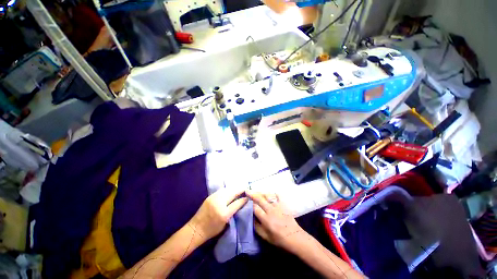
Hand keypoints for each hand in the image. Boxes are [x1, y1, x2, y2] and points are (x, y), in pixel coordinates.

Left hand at [188, 188, 247, 241]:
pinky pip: (221, 191)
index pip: (237, 203)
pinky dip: (227, 190)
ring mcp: (214, 198)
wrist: (195, 229)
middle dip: (240, 190)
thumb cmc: (211, 230)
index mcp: (224, 213)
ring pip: (227, 190)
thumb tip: (240, 203)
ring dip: (233, 189)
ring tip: (238, 189)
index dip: (244, 199)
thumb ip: (233, 212)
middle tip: (245, 189)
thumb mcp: (225, 224)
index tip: (248, 196)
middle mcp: (219, 203)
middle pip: (232, 193)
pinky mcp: (210, 196)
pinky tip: (229, 191)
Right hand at [247, 191, 306, 252]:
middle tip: (247, 190)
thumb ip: (257, 227)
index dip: (249, 203)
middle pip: (260, 199)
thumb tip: (251, 217)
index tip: (245, 200)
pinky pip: (277, 196)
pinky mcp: (283, 204)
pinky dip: (273, 193)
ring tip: (256, 191)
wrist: (295, 237)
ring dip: (260, 193)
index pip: (255, 208)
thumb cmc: (279, 239)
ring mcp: (277, 206)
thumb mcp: (265, 237)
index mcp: (266, 219)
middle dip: (252, 194)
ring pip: (267, 196)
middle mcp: (270, 210)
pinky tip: (269, 193)